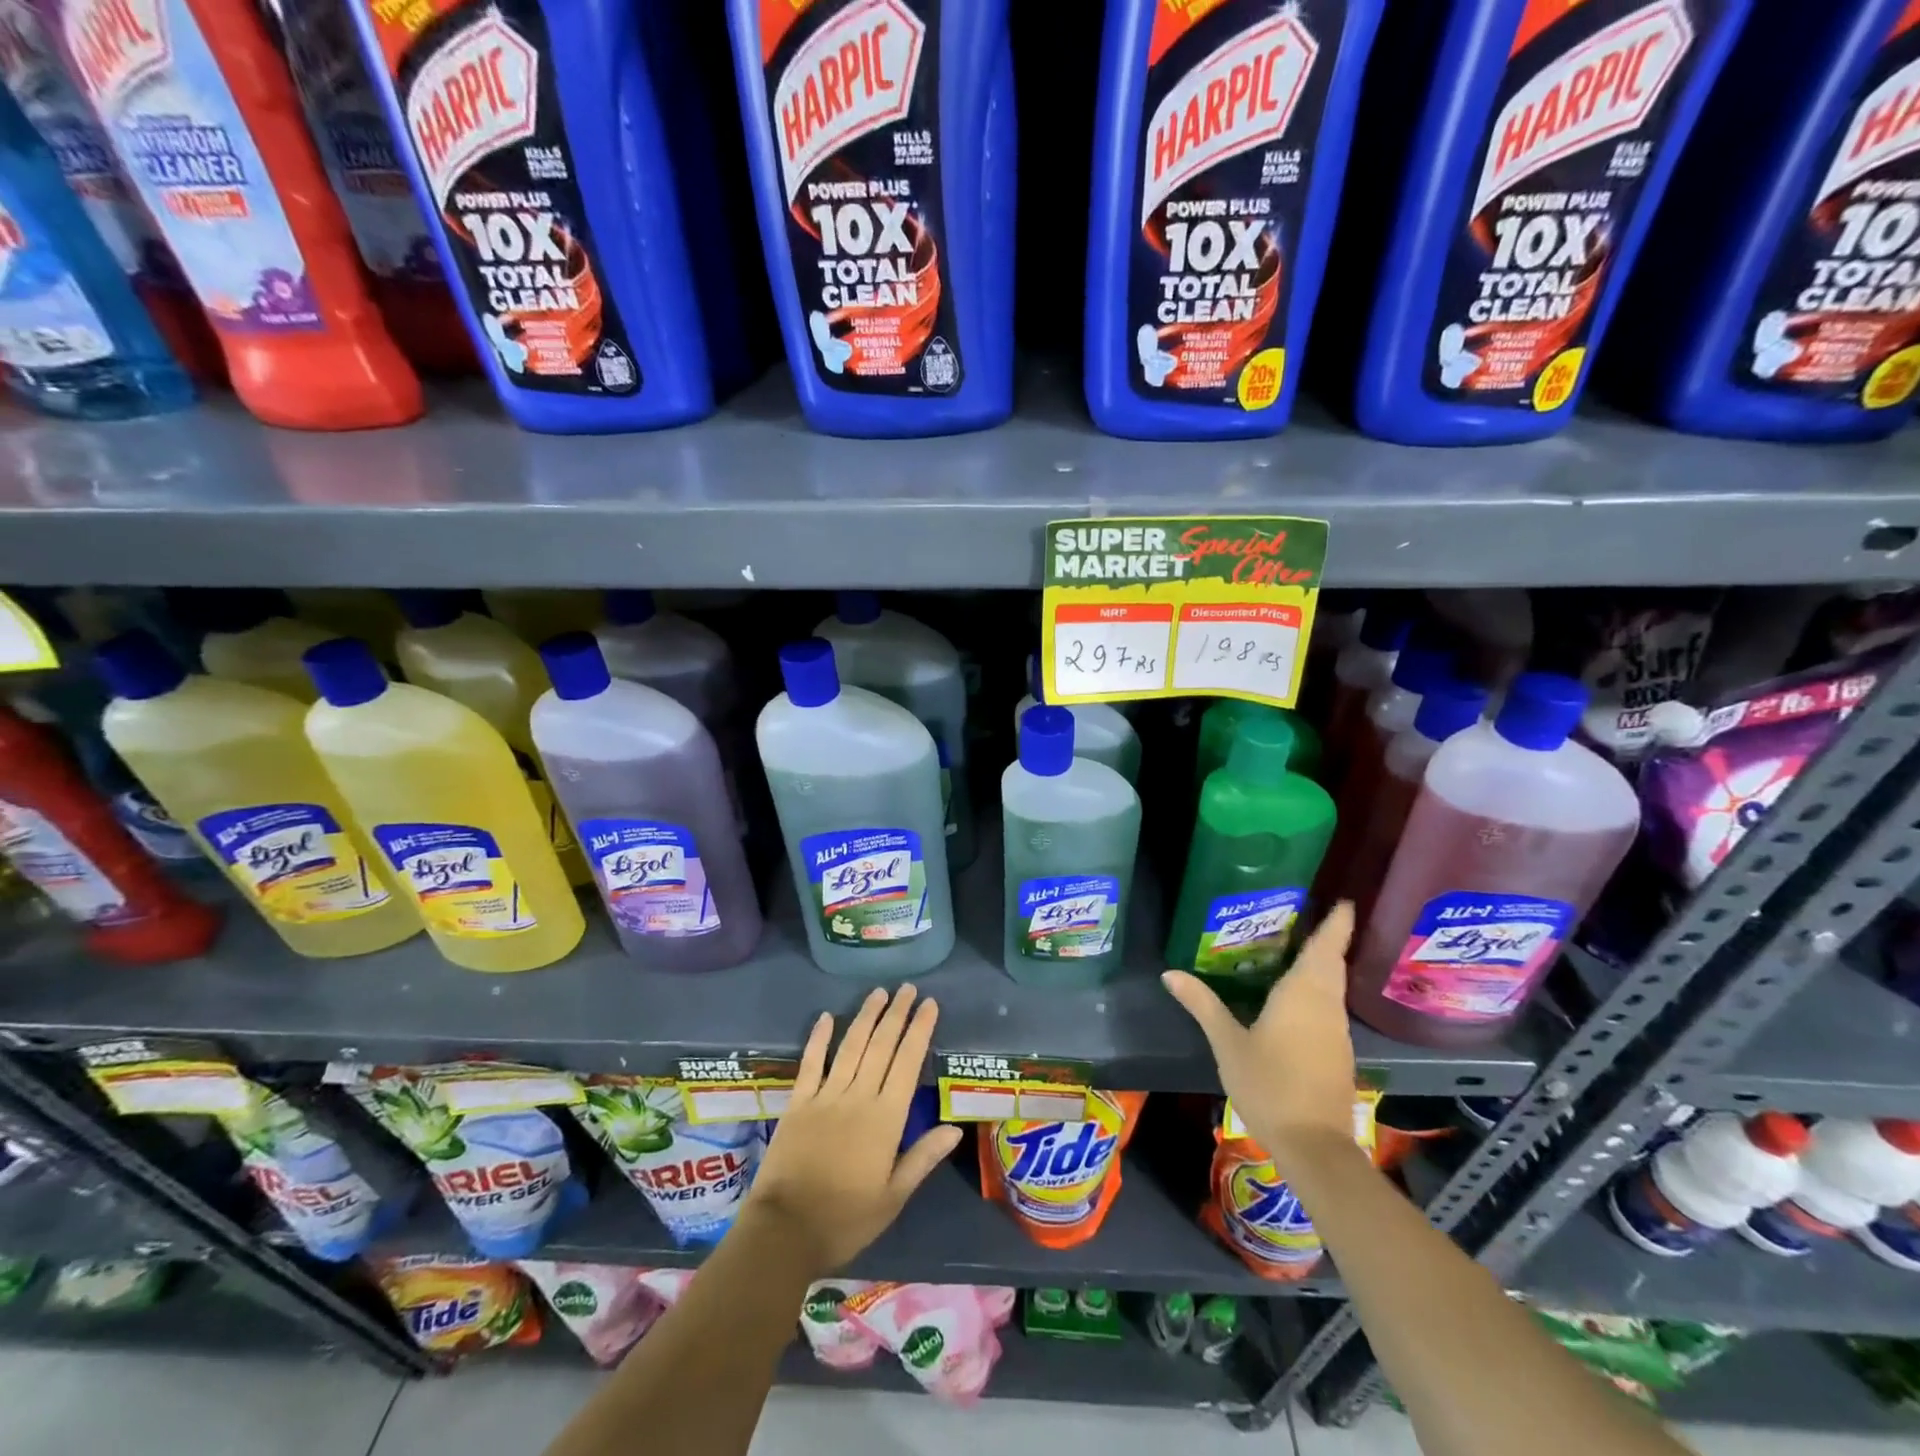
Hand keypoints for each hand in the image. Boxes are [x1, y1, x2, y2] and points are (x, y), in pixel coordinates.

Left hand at [744, 985, 963, 1271]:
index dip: (919, 1030)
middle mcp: (858, 1097)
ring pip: (850, 1046)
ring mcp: (825, 1096)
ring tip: (879, 993)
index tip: (929, 1005)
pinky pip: (811, 1063)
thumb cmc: (846, 1219)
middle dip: (896, 1014)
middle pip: (881, 1045)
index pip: (907, 1062)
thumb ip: (922, 1157)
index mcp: (885, 1118)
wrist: (785, 1231)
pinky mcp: (798, 1103)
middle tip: (908, 988)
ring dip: (865, 1017)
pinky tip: (826, 1017)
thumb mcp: (893, 1197)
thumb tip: (954, 1128)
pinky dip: (819, 1038)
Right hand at [1163, 902, 1358, 1162]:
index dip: (1337, 922)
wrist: (1314, 1146)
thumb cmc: (1270, 1084)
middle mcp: (1327, 1005)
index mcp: (1304, 993)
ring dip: (1321, 964)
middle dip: (1326, 938)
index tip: (1343, 900)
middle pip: (1331, 962)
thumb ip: (1202, 1004)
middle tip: (1306, 915)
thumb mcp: (1227, 1042)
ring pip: (1331, 986)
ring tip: (1294, 947)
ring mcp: (1336, 1031)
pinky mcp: (1337, 1053)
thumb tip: (1170, 973)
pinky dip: (1316, 991)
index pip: (1326, 946)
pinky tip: (1293, 997)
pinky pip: (1328, 1007)